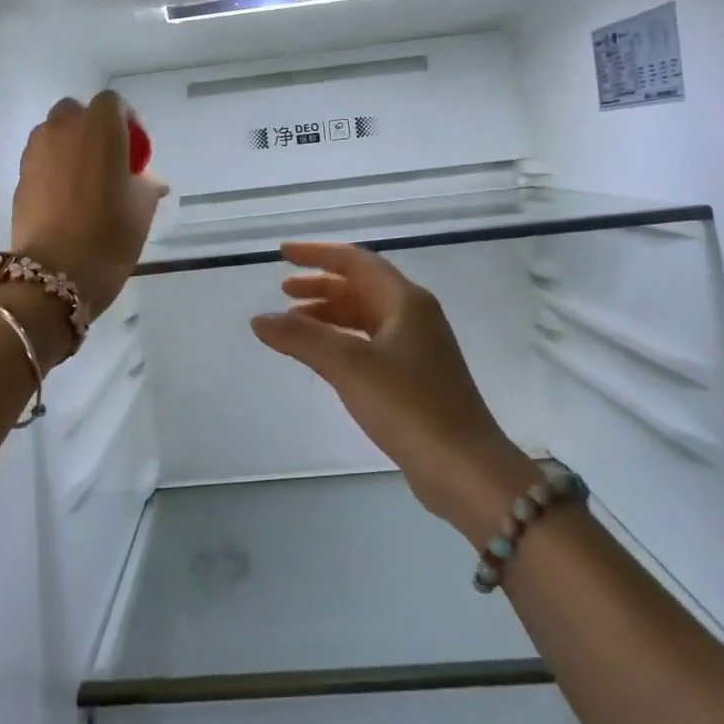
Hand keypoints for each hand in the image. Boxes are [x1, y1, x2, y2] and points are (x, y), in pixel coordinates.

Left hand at [11, 92, 167, 320]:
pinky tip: (64, 198)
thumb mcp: (142, 209)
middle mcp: (63, 129)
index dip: (126, 121)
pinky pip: (40, 159)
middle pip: (76, 112)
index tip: (134, 150)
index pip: (113, 103)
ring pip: (53, 133)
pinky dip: (52, 168)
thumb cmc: (109, 235)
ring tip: (83, 180)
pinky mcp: (19, 176)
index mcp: (100, 128)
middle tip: (107, 160)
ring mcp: (36, 151)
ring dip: (68, 146)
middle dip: (91, 128)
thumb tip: (149, 180)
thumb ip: (146, 184)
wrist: (55, 273)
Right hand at [251, 242, 540, 540]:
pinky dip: (342, 341)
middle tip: (283, 292)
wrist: (465, 469)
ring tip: (293, 325)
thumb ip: (302, 338)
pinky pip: (371, 343)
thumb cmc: (409, 406)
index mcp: (406, 301)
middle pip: (362, 287)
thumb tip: (259, 319)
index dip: (317, 254)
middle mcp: (415, 316)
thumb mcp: (349, 366)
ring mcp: (418, 348)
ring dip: (330, 314)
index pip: (356, 262)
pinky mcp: (416, 378)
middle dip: (321, 285)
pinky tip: (323, 358)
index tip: (281, 254)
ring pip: (366, 316)